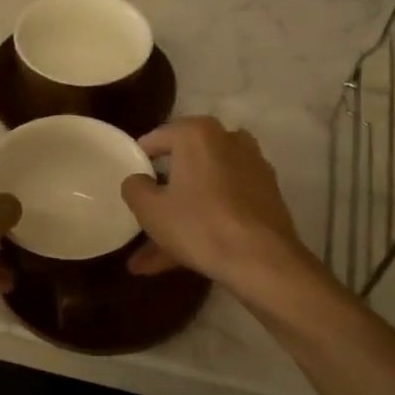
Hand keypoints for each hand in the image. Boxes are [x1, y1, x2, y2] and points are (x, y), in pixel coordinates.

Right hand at [120, 117, 309, 290]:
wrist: (263, 261)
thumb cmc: (200, 225)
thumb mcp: (151, 210)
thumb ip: (134, 188)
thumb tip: (137, 180)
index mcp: (198, 134)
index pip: (158, 138)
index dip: (138, 159)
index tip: (128, 180)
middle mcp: (228, 141)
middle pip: (184, 167)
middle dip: (160, 198)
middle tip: (141, 217)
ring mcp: (251, 169)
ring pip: (203, 192)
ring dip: (179, 220)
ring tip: (150, 259)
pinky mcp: (265, 197)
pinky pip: (224, 206)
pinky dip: (203, 225)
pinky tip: (180, 259)